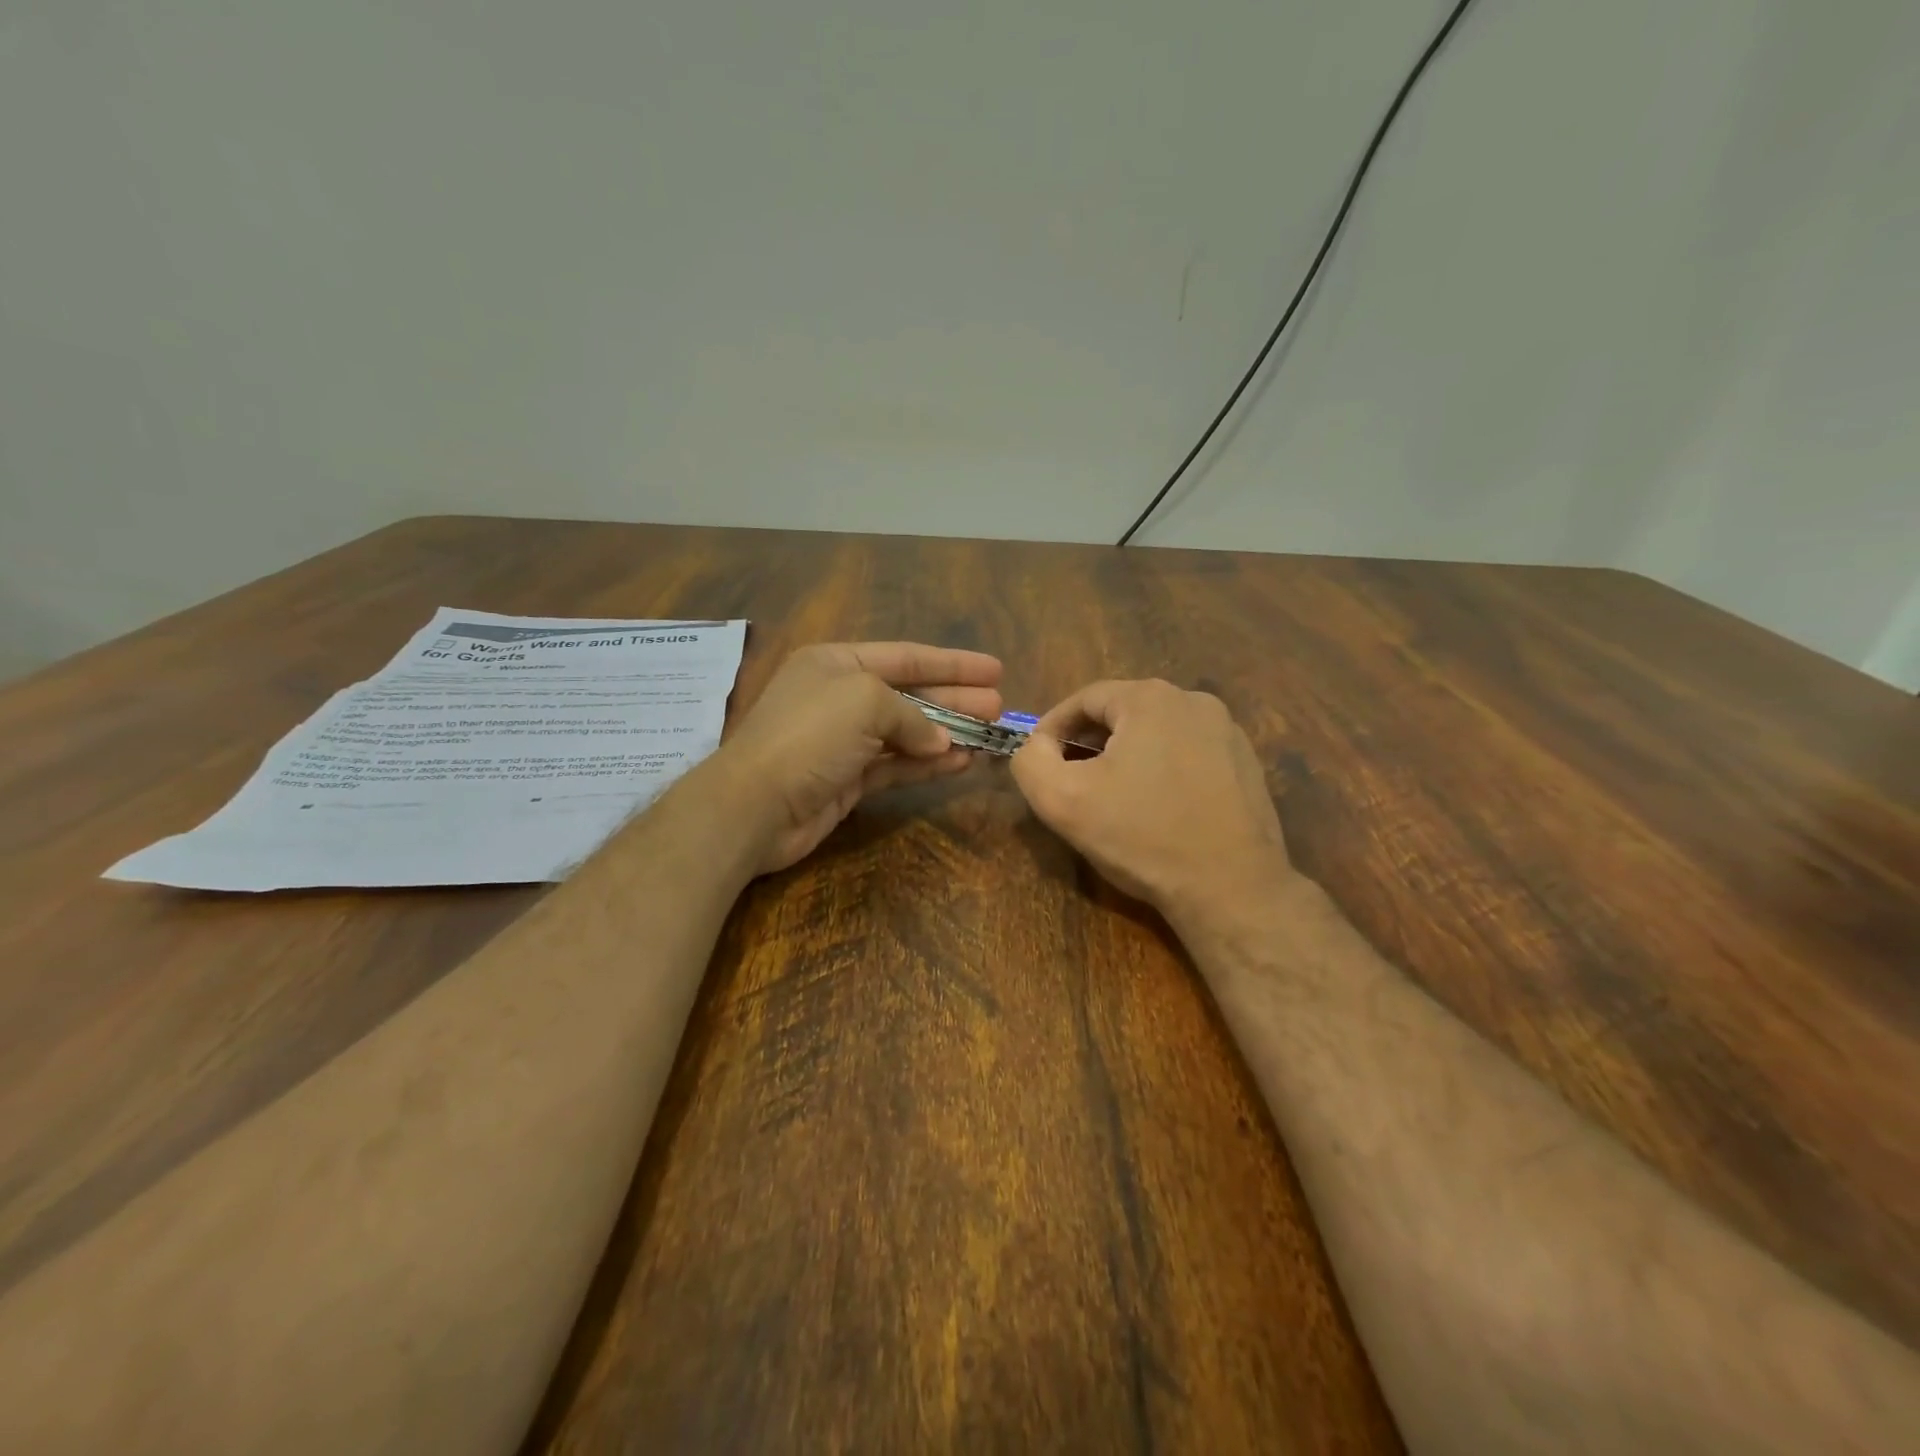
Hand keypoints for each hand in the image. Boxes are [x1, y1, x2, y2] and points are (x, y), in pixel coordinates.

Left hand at [702, 642, 1003, 874]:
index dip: (953, 663)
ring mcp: (844, 741)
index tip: (994, 670)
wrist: (755, 805)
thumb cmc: (810, 735)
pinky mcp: (847, 780)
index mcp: (837, 662)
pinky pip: (896, 765)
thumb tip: (938, 741)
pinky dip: (927, 764)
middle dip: (955, 700)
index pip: (906, 656)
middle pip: (910, 693)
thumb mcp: (865, 701)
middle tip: (998, 708)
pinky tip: (960, 763)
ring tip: (989, 737)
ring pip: (907, 733)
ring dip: (947, 734)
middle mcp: (841, 697)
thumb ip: (911, 714)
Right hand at [1011, 679, 1293, 925]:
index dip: (1053, 728)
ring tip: (1111, 797)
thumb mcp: (1062, 800)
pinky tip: (1156, 809)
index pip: (1084, 699)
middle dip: (1090, 743)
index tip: (1040, 761)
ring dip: (1126, 757)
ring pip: (1156, 733)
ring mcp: (1227, 731)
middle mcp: (1194, 701)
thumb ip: (1031, 761)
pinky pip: (1188, 754)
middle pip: (1122, 713)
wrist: (1231, 888)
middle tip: (1071, 781)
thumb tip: (1037, 746)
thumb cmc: (1142, 837)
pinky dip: (1162, 771)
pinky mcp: (1245, 763)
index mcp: (1151, 698)